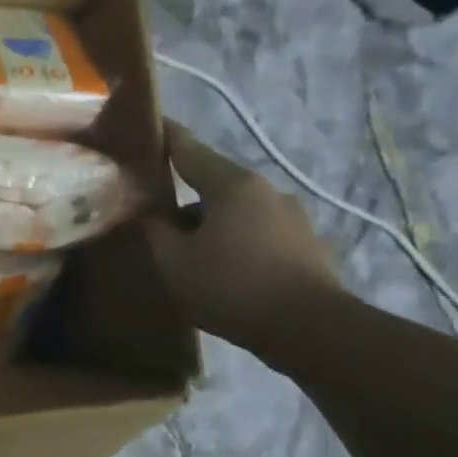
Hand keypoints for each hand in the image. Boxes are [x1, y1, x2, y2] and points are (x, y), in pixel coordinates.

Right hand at [141, 120, 344, 350]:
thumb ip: (154, 231)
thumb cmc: (234, 287)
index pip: (188, 148)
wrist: (314, 332)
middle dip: (181, 192)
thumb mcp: (174, 261)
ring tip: (182, 247)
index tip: (143, 124)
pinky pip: (254, 231)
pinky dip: (231, 239)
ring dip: (206, 221)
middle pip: (211, 181)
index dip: (163, 136)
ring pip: (233, 209)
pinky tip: (217, 266)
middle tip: (150, 208)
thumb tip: (148, 215)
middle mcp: (266, 191)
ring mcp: (291, 217)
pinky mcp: (304, 245)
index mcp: (233, 185)